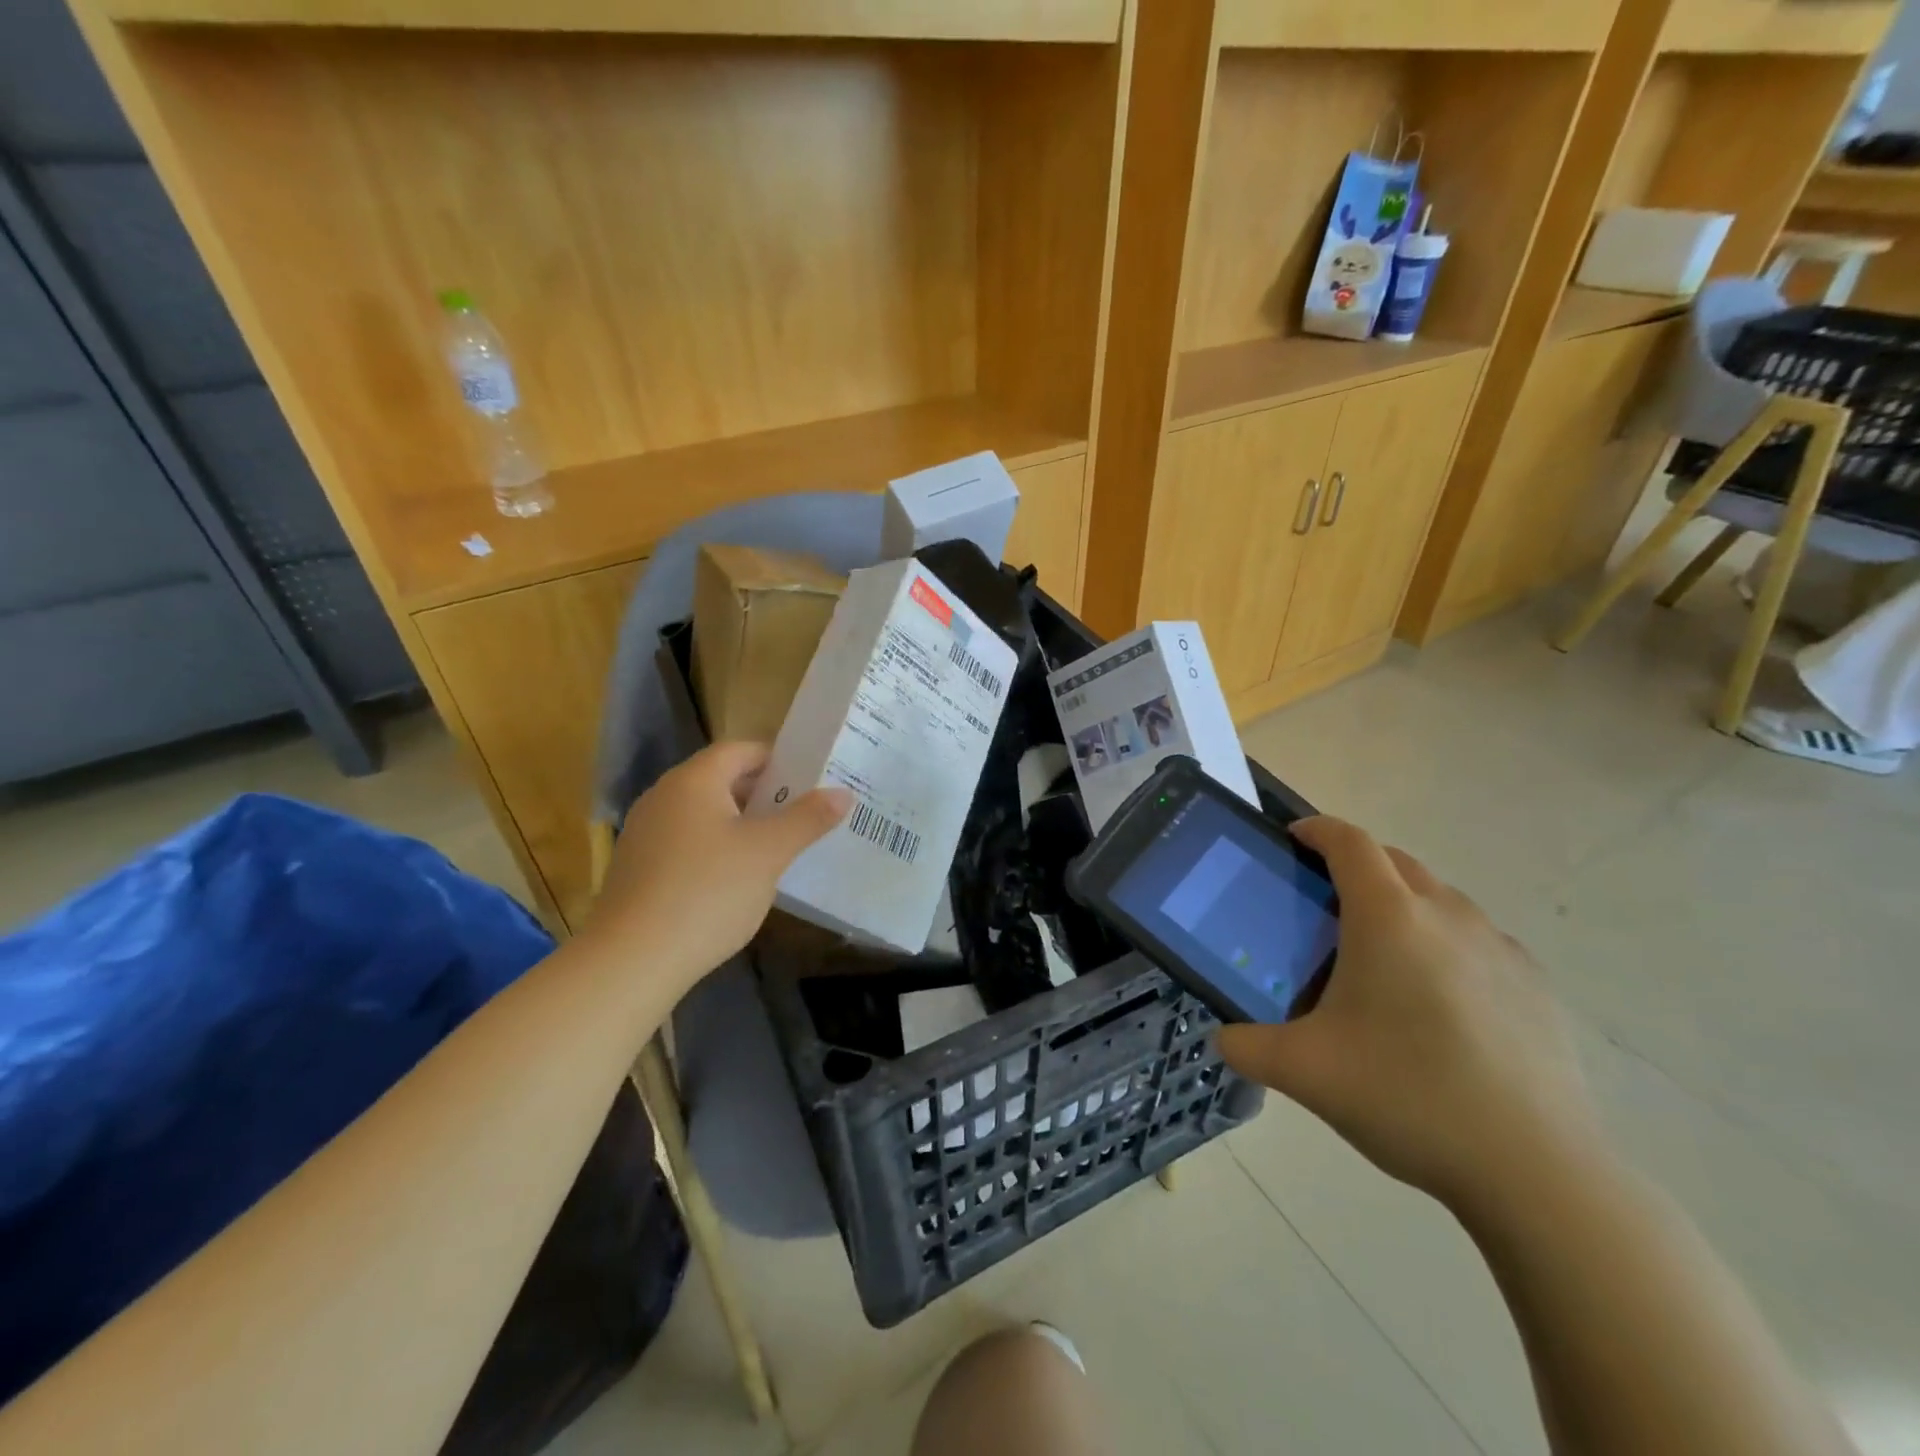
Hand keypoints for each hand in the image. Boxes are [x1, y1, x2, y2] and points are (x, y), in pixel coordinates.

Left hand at [582, 742, 849, 990]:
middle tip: (805, 812)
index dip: (779, 759)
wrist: (630, 961)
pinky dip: (717, 848)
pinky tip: (738, 879)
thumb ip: (807, 819)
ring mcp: (646, 833)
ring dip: (743, 823)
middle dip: (765, 793)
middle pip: (722, 779)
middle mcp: (664, 796)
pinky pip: (688, 842)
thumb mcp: (768, 853)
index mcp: (694, 781)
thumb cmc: (707, 892)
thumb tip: (842, 793)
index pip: (742, 749)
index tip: (813, 778)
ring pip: (705, 814)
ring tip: (780, 845)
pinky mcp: (639, 868)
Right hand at [1217, 817, 1605, 1213]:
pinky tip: (1438, 1004)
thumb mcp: (1304, 1072)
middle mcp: (1447, 915)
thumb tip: (1223, 1039)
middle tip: (1323, 906)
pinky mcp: (1535, 985)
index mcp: (1387, 918)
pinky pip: (1477, 939)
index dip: (1316, 830)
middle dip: (1355, 866)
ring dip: (1402, 904)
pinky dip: (1445, 944)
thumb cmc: (1407, 1096)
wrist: (1536, 1172)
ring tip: (1379, 958)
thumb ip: (1247, 1046)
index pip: (1349, 842)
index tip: (1292, 840)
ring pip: (1439, 898)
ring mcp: (1499, 947)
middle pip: (1395, 861)